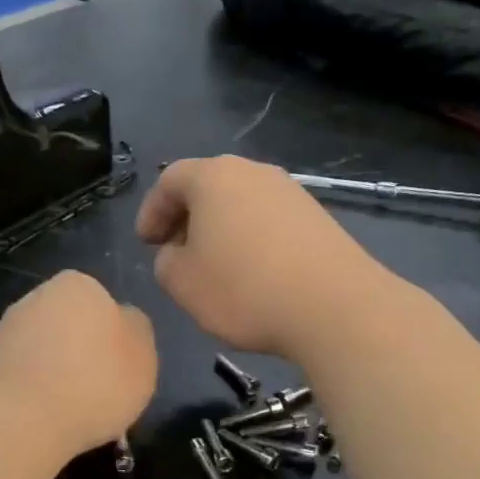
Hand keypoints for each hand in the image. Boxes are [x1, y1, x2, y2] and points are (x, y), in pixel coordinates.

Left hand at [0, 271, 156, 458]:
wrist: (20, 420)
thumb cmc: (94, 382)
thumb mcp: (144, 356)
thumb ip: (137, 332)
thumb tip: (123, 322)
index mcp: (79, 285)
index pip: (104, 305)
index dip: (115, 340)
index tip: (119, 371)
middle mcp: (37, 297)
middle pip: (71, 325)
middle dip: (82, 354)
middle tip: (98, 392)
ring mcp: (6, 329)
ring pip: (44, 351)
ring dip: (56, 374)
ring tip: (70, 412)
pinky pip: (22, 375)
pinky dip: (33, 392)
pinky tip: (42, 418)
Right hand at [136, 156, 391, 357]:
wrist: (334, 306)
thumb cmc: (244, 289)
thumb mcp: (182, 282)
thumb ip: (165, 261)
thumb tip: (178, 252)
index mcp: (214, 177)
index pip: (170, 180)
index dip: (151, 210)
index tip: (146, 243)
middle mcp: (254, 172)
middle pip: (208, 186)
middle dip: (186, 218)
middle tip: (175, 252)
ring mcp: (290, 192)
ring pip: (241, 203)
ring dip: (220, 229)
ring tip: (213, 266)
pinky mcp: (317, 217)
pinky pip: (269, 221)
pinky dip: (250, 239)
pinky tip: (252, 274)